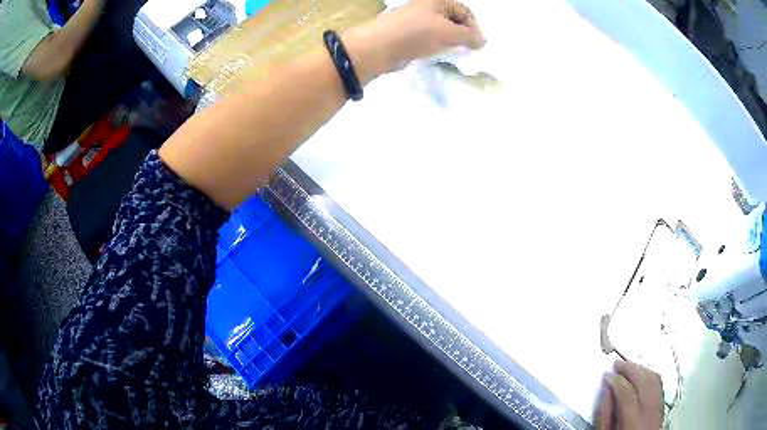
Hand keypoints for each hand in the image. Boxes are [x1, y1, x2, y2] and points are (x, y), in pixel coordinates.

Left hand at [343, 0, 485, 83]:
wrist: (379, 47)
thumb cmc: (415, 34)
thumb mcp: (448, 33)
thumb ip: (469, 37)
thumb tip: (483, 42)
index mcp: (436, 0)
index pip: (465, 11)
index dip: (474, 27)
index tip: (478, 45)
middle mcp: (427, 7)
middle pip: (454, 20)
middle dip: (463, 34)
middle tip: (468, 50)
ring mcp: (417, 20)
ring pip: (442, 30)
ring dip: (451, 41)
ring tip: (455, 53)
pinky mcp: (409, 34)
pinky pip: (430, 38)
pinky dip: (438, 45)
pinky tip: (440, 54)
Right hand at [595, 361, 663, 429]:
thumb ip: (604, 414)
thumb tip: (605, 389)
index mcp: (633, 424)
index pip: (626, 393)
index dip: (615, 380)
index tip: (608, 375)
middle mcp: (650, 415)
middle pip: (645, 382)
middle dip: (631, 369)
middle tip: (618, 364)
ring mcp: (659, 412)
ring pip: (655, 381)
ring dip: (641, 371)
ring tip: (629, 368)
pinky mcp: (662, 409)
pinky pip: (659, 387)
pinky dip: (650, 378)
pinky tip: (642, 377)